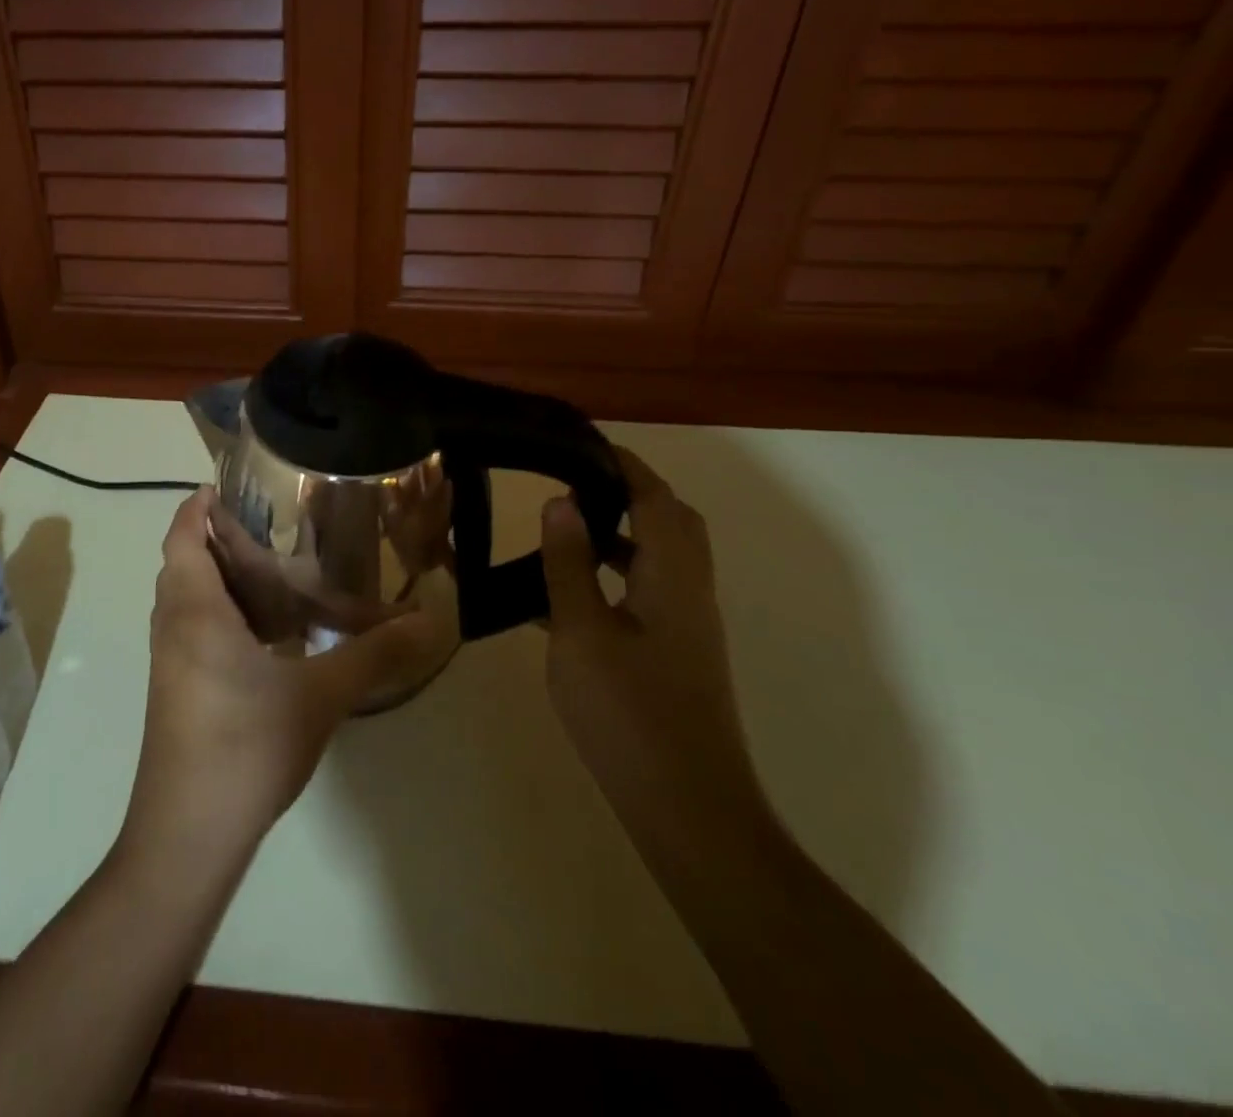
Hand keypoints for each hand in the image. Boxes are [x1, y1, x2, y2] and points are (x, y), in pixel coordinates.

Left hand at [123, 488, 440, 863]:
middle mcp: (173, 626)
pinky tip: (269, 634)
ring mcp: (170, 661)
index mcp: (195, 610)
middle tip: (274, 528)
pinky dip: (223, 613)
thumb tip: (430, 621)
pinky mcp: (176, 690)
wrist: (188, 834)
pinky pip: (194, 628)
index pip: (183, 535)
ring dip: (221, 578)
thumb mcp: (319, 695)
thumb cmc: (246, 746)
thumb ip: (373, 654)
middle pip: (185, 561)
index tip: (234, 485)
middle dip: (220, 538)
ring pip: (188, 598)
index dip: (199, 505)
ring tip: (276, 572)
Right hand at [540, 448, 766, 826]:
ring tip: (564, 528)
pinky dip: (614, 574)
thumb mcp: (581, 632)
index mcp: (672, 577)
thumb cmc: (629, 712)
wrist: (686, 806)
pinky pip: (646, 591)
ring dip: (620, 533)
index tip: (582, 444)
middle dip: (629, 493)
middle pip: (670, 523)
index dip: (623, 466)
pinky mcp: (675, 654)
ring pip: (658, 559)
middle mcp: (689, 592)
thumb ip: (568, 565)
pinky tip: (566, 595)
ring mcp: (686, 626)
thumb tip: (561, 503)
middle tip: (576, 482)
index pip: (655, 499)